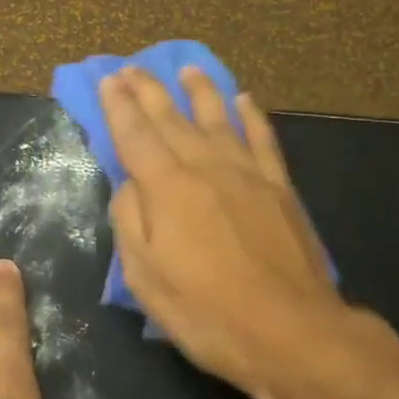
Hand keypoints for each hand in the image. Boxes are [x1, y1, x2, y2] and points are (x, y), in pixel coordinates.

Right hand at [100, 65, 374, 398]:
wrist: (290, 331)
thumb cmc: (206, 312)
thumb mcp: (145, 277)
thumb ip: (130, 221)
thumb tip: (129, 184)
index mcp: (167, 187)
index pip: (135, 135)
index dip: (118, 106)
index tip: (108, 80)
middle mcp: (206, 167)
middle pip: (172, 118)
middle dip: (149, 90)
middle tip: (132, 67)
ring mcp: (248, 174)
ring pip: (219, 118)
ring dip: (200, 91)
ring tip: (188, 70)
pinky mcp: (280, 188)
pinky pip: (263, 139)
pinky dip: (252, 116)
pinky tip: (244, 100)